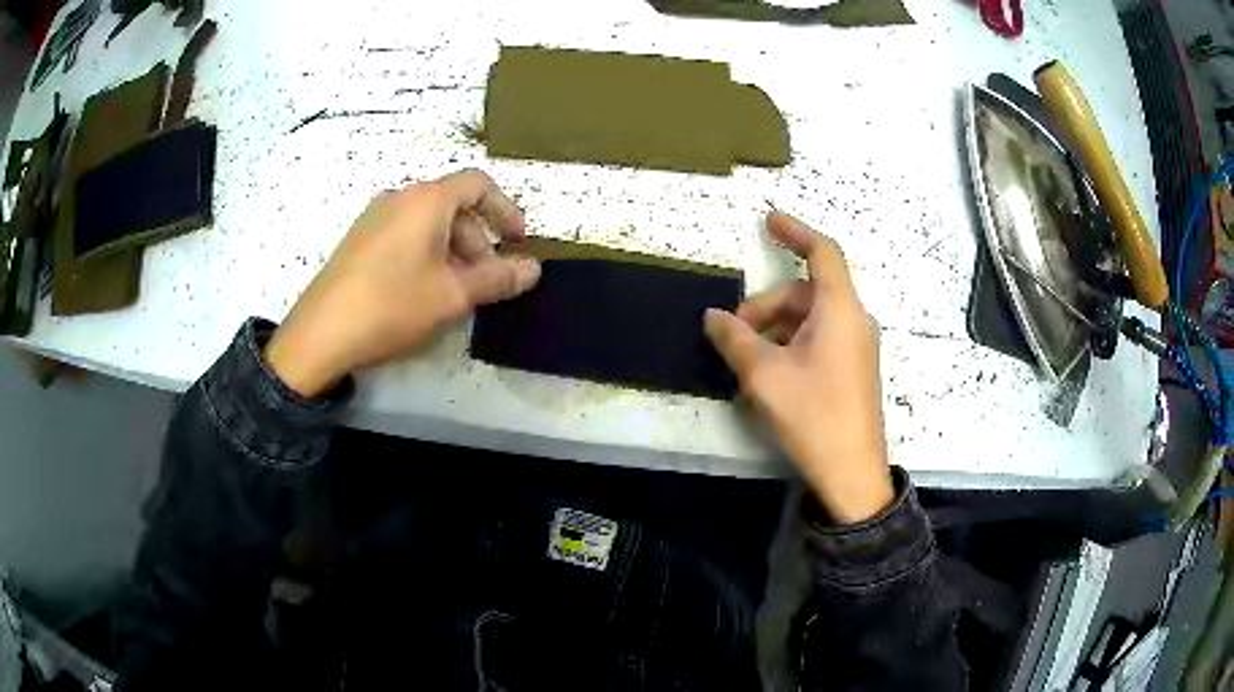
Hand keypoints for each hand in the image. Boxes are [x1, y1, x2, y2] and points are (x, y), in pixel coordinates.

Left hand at [266, 169, 540, 397]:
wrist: (321, 334)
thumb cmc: (393, 305)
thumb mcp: (453, 295)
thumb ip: (498, 278)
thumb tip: (533, 269)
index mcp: (426, 200)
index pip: (478, 184)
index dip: (505, 209)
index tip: (518, 241)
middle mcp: (399, 198)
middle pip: (452, 204)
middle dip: (479, 239)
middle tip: (487, 279)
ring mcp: (374, 218)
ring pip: (427, 222)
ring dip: (453, 249)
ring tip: (456, 291)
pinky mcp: (358, 240)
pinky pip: (404, 234)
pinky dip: (426, 253)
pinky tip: (422, 291)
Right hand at [705, 211, 892, 523]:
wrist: (851, 472)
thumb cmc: (813, 415)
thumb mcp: (765, 375)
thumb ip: (735, 339)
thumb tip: (712, 316)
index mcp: (839, 310)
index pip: (822, 253)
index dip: (795, 232)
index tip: (768, 220)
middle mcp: (852, 320)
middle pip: (805, 292)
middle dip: (766, 305)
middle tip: (733, 334)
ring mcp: (855, 346)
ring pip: (809, 318)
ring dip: (775, 328)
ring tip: (746, 361)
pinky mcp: (852, 369)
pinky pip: (818, 339)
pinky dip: (790, 345)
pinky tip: (768, 374)